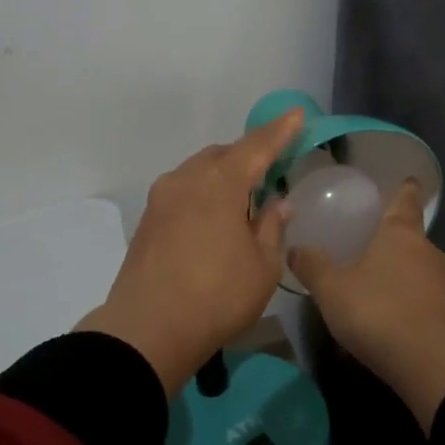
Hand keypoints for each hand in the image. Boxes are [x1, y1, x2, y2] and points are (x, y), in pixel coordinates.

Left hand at [78, 110, 303, 394]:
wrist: (148, 330)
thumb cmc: (217, 296)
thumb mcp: (262, 266)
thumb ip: (272, 227)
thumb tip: (277, 203)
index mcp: (219, 183)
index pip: (257, 146)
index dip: (280, 131)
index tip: (296, 114)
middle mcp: (186, 179)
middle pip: (223, 155)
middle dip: (249, 156)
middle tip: (271, 172)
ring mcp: (161, 198)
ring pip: (199, 172)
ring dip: (223, 176)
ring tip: (243, 200)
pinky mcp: (148, 220)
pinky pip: (183, 191)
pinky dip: (204, 194)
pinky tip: (214, 219)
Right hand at [288, 180, 444, 429]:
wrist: (430, 363)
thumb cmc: (378, 311)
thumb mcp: (332, 288)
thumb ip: (313, 266)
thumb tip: (295, 248)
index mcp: (401, 233)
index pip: (406, 199)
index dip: (404, 189)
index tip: (407, 180)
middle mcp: (428, 251)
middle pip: (411, 236)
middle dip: (392, 238)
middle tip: (368, 242)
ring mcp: (443, 284)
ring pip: (418, 268)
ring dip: (399, 272)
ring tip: (373, 282)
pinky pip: (423, 297)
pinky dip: (406, 299)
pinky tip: (387, 315)